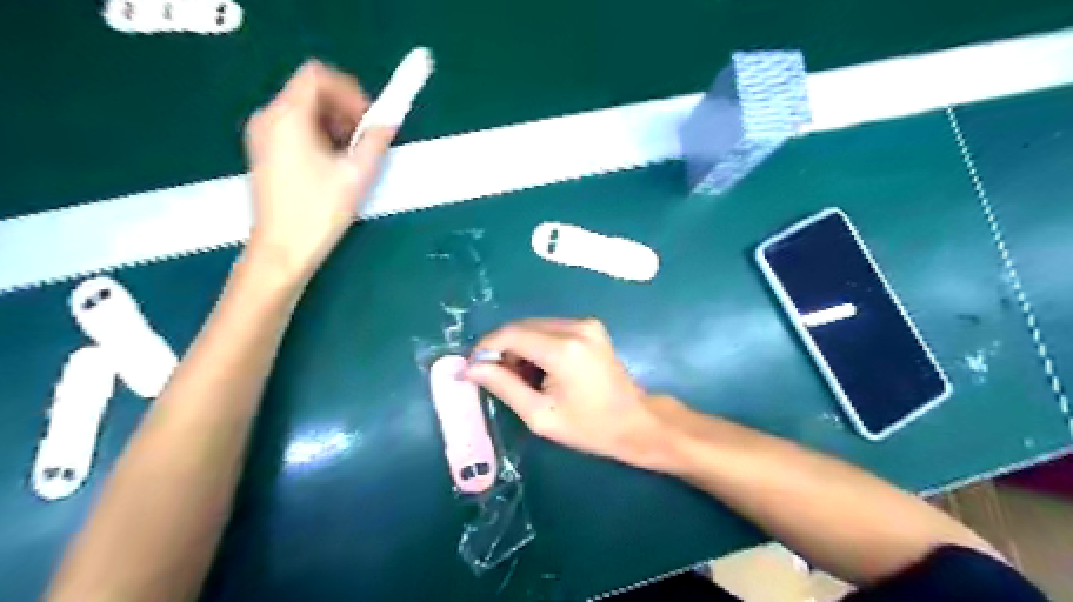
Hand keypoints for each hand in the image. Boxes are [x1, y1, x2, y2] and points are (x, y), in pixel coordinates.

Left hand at [242, 61, 397, 281]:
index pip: (317, 76)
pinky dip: (320, 137)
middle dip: (344, 109)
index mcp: (288, 117)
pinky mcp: (265, 153)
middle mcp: (268, 118)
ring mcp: (263, 135)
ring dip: (335, 125)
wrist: (282, 250)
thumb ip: (376, 141)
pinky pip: (296, 129)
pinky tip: (334, 166)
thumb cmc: (319, 212)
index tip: (369, 120)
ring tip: (353, 157)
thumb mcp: (356, 175)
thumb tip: (390, 120)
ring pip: (305, 111)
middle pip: (311, 92)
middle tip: (367, 140)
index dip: (349, 91)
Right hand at [464, 318, 667, 467]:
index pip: (511, 334)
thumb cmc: (589, 427)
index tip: (472, 367)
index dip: (486, 347)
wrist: (637, 422)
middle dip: (503, 349)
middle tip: (495, 377)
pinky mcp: (591, 327)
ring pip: (535, 326)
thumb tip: (471, 369)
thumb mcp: (540, 415)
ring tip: (520, 378)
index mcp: (563, 349)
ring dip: (519, 347)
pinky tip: (539, 369)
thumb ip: (503, 386)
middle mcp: (575, 327)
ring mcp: (586, 324)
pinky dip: (537, 344)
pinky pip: (551, 329)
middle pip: (522, 327)